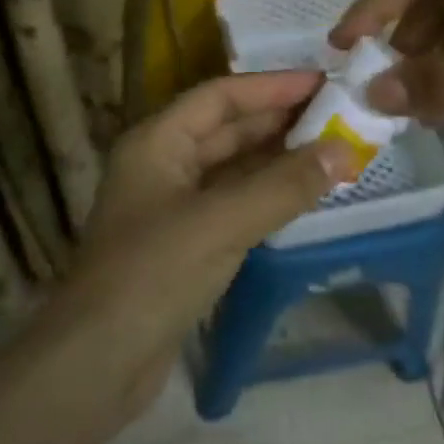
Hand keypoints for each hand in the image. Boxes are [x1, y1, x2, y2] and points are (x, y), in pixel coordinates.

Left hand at [56, 71, 355, 379]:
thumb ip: (284, 186)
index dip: (272, 87)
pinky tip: (303, 196)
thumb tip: (344, 150)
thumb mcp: (221, 221)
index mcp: (157, 142)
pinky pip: (234, 205)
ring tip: (333, 151)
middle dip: (280, 122)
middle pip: (227, 130)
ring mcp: (172, 207)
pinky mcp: (184, 245)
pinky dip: (268, 197)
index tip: (324, 83)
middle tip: (339, 117)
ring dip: (278, 161)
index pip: (220, 96)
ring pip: (233, 170)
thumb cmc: (153, 274)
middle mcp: (162, 165)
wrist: (99, 361)